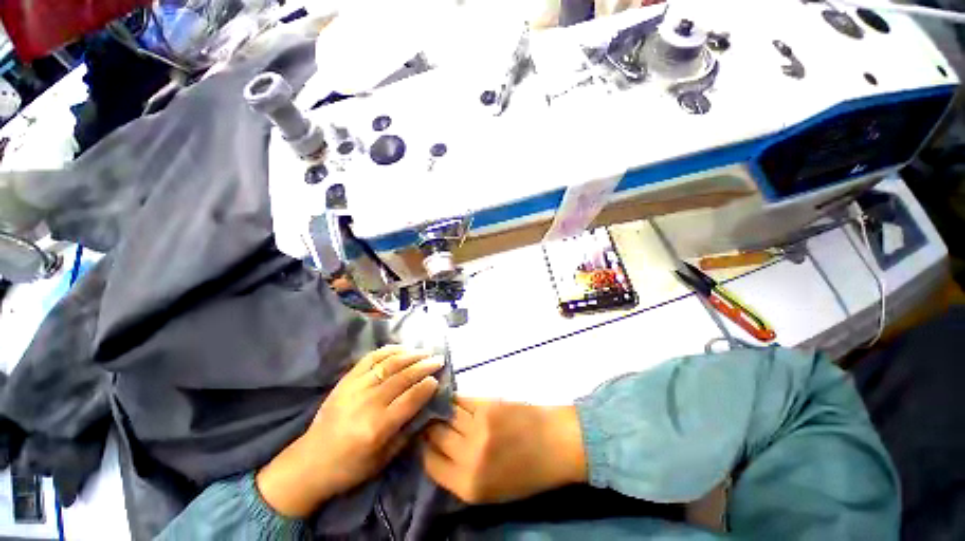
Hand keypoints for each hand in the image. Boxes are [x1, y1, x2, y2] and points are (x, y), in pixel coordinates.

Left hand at [256, 346, 442, 517]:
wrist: (309, 462)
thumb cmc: (350, 467)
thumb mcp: (384, 458)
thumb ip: (408, 431)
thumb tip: (427, 408)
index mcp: (378, 427)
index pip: (410, 399)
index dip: (427, 386)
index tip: (438, 378)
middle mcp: (368, 403)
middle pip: (403, 377)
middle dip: (425, 365)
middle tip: (439, 359)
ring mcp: (355, 388)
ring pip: (389, 364)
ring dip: (411, 355)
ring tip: (425, 352)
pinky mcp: (346, 380)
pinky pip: (370, 358)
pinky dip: (389, 350)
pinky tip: (402, 348)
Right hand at [422, 397, 586, 504]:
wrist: (556, 444)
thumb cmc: (527, 472)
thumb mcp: (491, 490)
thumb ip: (461, 475)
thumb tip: (438, 451)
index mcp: (468, 486)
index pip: (430, 464)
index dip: (424, 448)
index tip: (425, 439)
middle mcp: (469, 457)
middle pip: (435, 435)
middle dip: (430, 427)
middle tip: (431, 419)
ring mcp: (478, 428)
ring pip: (446, 414)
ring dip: (441, 410)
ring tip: (440, 406)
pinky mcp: (488, 405)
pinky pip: (461, 399)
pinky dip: (455, 399)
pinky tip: (455, 398)